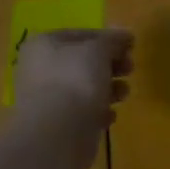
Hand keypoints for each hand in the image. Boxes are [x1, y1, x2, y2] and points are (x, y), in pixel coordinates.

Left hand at [15, 29, 132, 130]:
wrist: (57, 134)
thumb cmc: (75, 79)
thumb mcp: (99, 49)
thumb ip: (113, 40)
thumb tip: (125, 35)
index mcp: (43, 44)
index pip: (80, 35)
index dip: (107, 38)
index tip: (129, 45)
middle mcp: (39, 69)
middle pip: (82, 61)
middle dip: (110, 64)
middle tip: (130, 68)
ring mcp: (46, 99)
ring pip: (83, 87)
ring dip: (108, 88)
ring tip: (124, 93)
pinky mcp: (56, 125)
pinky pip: (81, 112)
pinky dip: (97, 111)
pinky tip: (110, 116)